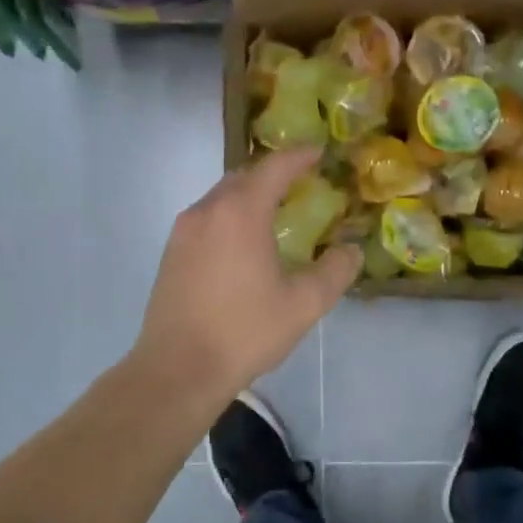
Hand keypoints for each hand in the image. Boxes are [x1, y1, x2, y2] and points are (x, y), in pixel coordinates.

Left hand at [132, 147, 360, 407]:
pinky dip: (229, 217)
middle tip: (301, 185)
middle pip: (244, 176)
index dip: (299, 156)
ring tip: (275, 214)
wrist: (177, 370)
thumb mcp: (303, 304)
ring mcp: (183, 231)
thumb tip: (351, 250)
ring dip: (249, 196)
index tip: (319, 152)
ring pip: (221, 197)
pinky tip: (243, 245)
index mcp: (240, 212)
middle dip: (273, 175)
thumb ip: (334, 271)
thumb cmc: (244, 332)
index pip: (274, 168)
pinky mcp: (171, 253)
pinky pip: (206, 218)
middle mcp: (207, 210)